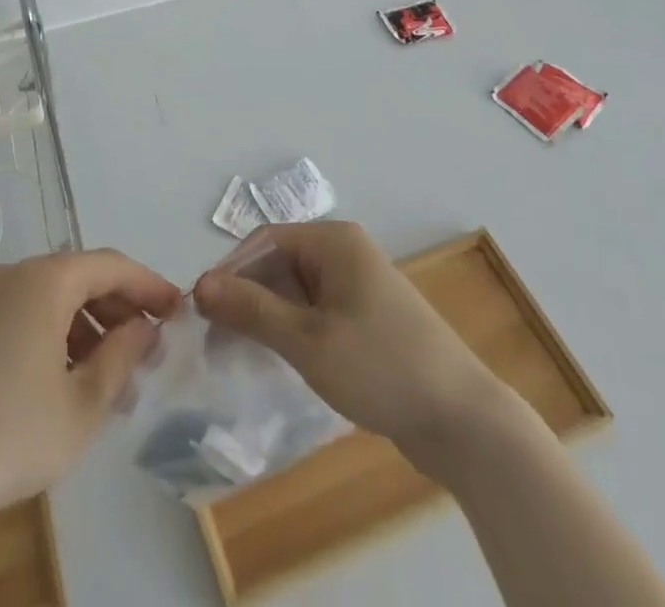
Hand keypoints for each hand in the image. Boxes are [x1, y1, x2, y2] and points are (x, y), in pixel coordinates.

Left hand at [0, 249, 181, 525]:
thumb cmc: (13, 434)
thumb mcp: (84, 404)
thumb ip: (122, 356)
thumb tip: (144, 327)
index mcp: (45, 280)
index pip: (111, 266)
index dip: (148, 285)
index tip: (178, 309)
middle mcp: (15, 274)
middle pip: (81, 276)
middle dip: (119, 309)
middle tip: (148, 348)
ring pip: (53, 296)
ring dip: (89, 325)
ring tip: (113, 376)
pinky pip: (27, 311)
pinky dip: (57, 332)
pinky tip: (69, 377)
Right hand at [194, 221, 501, 474]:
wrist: (464, 422)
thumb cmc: (381, 367)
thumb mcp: (307, 340)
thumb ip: (252, 309)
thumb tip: (200, 284)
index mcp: (333, 241)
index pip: (265, 241)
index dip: (229, 272)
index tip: (200, 311)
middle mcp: (345, 253)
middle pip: (279, 264)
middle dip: (246, 298)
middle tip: (215, 340)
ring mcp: (358, 286)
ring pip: (295, 291)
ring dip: (266, 317)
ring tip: (238, 354)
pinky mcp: (367, 318)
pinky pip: (315, 312)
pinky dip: (291, 331)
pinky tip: (275, 361)